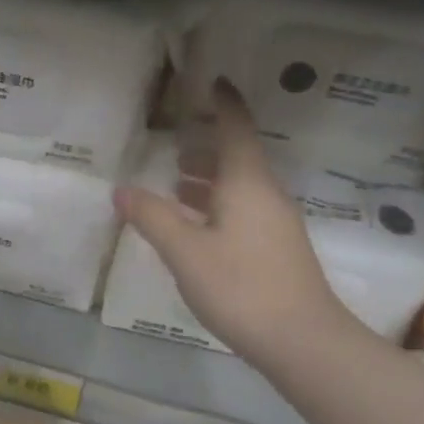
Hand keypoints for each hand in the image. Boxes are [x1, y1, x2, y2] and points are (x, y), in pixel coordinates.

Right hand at [115, 80, 345, 372]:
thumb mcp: (185, 252)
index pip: (236, 128)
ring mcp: (276, 224)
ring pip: (240, 187)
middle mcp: (266, 195)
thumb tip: (121, 189)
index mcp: (247, 183)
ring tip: (178, 183)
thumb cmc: (240, 287)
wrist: (302, 341)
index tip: (211, 82)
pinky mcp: (277, 250)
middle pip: (238, 158)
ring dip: (210, 180)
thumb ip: (152, 217)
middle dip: (208, 147)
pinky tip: (198, 228)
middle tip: (175, 146)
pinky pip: (244, 211)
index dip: (224, 103)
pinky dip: (218, 205)